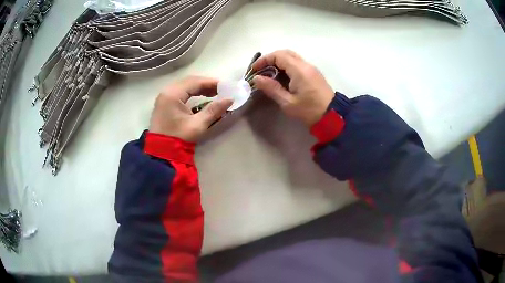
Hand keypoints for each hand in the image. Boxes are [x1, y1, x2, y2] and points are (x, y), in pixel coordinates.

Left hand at [149, 76, 232, 141]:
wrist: (161, 153)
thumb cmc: (179, 138)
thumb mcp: (198, 124)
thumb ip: (214, 110)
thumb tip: (230, 99)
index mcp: (173, 94)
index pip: (195, 82)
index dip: (211, 82)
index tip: (225, 86)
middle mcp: (166, 91)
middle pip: (189, 81)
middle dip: (206, 84)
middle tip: (220, 90)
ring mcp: (164, 97)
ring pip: (184, 86)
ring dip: (198, 88)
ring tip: (213, 93)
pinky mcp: (163, 103)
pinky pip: (179, 91)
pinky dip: (191, 92)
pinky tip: (200, 97)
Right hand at [252, 50, 334, 126]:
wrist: (332, 117)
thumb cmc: (309, 111)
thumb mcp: (287, 102)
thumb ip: (271, 88)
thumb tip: (257, 78)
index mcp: (299, 70)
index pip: (278, 55)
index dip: (264, 60)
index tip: (255, 70)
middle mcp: (306, 65)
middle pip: (285, 53)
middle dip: (271, 59)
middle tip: (261, 70)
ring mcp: (311, 68)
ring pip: (292, 57)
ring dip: (279, 62)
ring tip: (269, 75)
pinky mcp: (314, 74)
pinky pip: (298, 64)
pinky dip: (287, 66)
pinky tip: (282, 78)